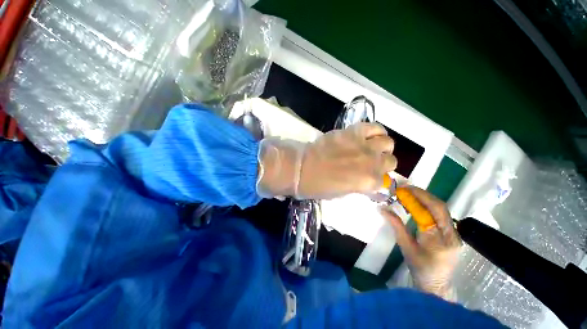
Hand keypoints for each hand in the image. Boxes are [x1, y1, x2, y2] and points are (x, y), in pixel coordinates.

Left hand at [256, 123, 396, 199]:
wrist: (302, 168)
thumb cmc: (318, 186)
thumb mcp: (343, 193)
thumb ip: (360, 185)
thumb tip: (368, 179)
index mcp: (369, 183)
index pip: (386, 181)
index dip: (378, 179)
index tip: (371, 176)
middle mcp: (372, 163)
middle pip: (391, 161)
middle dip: (382, 163)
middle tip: (369, 162)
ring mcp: (364, 146)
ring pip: (388, 143)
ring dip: (381, 147)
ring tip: (369, 148)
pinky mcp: (354, 132)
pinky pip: (375, 127)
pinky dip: (375, 131)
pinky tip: (367, 136)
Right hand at [380, 187, 461, 299]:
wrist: (436, 285)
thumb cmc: (420, 267)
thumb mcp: (406, 246)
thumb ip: (396, 225)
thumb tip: (382, 208)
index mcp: (442, 239)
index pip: (433, 211)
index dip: (418, 197)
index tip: (403, 189)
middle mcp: (453, 234)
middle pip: (440, 207)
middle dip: (422, 194)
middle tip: (405, 188)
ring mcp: (454, 233)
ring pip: (441, 209)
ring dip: (425, 198)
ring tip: (409, 193)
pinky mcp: (451, 233)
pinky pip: (440, 215)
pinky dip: (428, 206)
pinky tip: (417, 203)